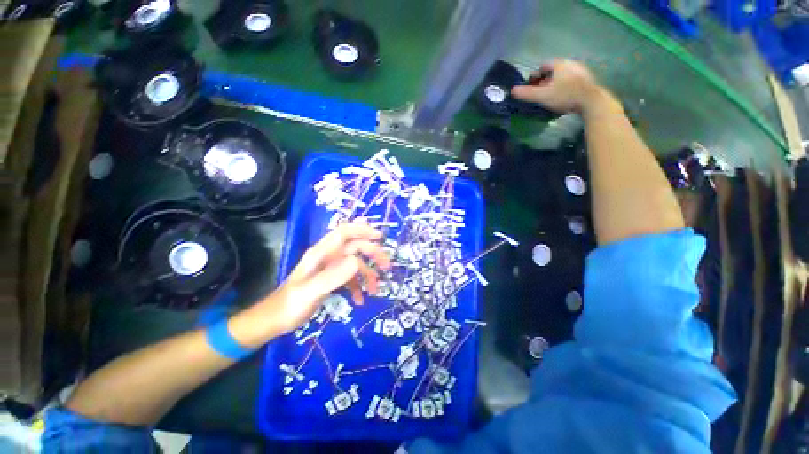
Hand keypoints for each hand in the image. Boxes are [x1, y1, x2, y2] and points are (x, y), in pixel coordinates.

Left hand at [264, 223, 390, 333]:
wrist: (274, 321)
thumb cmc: (289, 305)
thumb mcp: (310, 292)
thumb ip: (333, 277)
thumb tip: (357, 262)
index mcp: (321, 253)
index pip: (344, 232)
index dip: (362, 230)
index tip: (380, 236)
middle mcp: (328, 257)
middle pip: (355, 247)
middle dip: (372, 254)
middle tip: (386, 266)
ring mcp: (330, 268)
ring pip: (356, 263)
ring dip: (368, 274)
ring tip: (376, 290)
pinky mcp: (331, 279)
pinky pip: (350, 278)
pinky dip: (358, 287)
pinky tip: (361, 300)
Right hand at [511, 59, 605, 113]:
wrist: (590, 100)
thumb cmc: (564, 95)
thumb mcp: (542, 96)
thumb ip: (527, 93)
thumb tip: (512, 90)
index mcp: (559, 64)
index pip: (543, 65)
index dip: (536, 75)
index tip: (532, 86)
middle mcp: (570, 63)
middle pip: (554, 70)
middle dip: (546, 80)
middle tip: (541, 92)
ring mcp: (581, 70)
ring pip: (564, 75)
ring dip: (557, 83)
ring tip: (552, 95)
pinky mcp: (588, 79)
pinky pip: (573, 80)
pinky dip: (566, 86)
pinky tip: (564, 96)